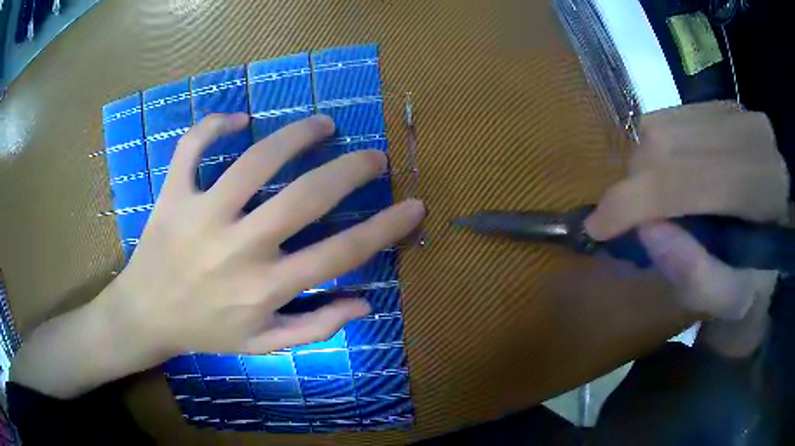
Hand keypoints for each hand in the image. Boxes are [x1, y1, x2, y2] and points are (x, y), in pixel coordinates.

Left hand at [101, 113, 424, 361]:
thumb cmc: (205, 331)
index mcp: (266, 288)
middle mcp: (239, 248)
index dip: (386, 227)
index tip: (414, 205)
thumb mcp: (263, 344)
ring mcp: (202, 215)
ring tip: (322, 124)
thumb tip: (365, 304)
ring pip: (255, 161)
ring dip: (296, 135)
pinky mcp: (173, 196)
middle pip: (306, 197)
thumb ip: (315, 326)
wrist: (146, 317)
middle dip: (351, 170)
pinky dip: (214, 125)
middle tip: (372, 155)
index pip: (342, 253)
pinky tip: (238, 119)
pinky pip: (192, 148)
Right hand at [585, 102, 787, 320]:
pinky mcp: (723, 103)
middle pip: (668, 143)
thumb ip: (694, 275)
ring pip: (663, 124)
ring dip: (645, 167)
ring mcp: (737, 111)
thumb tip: (646, 229)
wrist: (774, 243)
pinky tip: (671, 175)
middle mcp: (753, 136)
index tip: (598, 227)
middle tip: (631, 219)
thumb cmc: (754, 282)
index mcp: (766, 190)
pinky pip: (669, 116)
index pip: (693, 178)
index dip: (638, 200)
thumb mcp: (727, 301)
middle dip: (636, 185)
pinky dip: (657, 150)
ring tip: (656, 200)